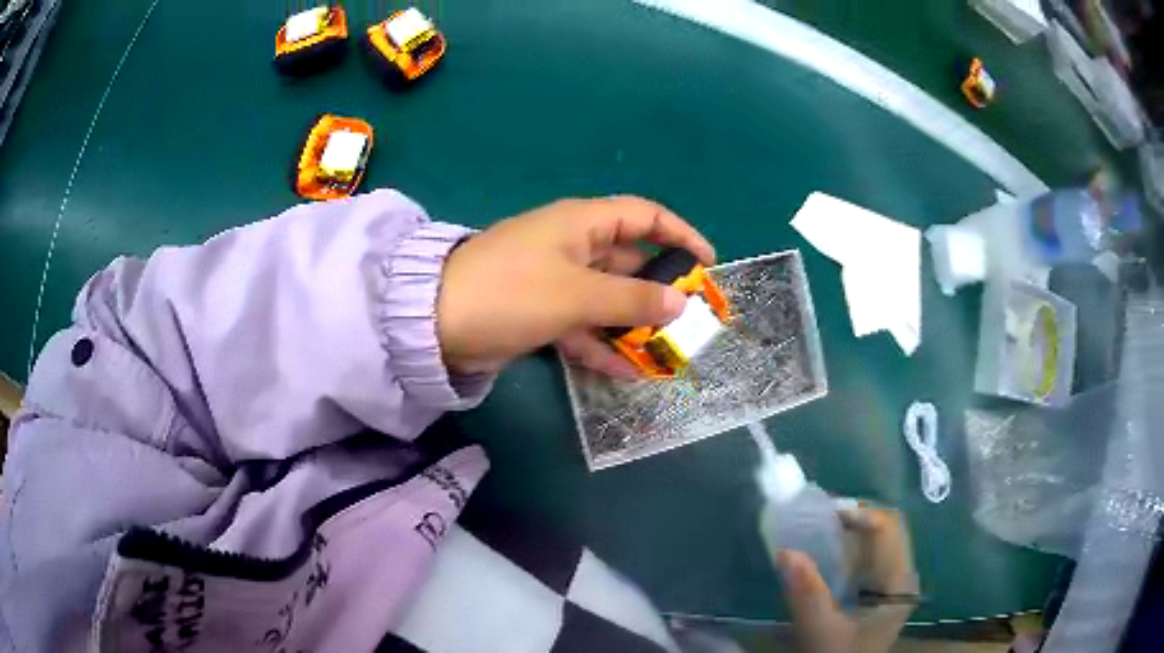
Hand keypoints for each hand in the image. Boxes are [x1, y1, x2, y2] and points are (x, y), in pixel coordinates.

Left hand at [436, 197, 714, 376]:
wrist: (435, 323)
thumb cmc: (510, 292)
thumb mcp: (576, 295)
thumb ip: (631, 300)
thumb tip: (680, 303)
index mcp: (582, 224)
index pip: (644, 216)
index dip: (679, 234)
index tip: (707, 263)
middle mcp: (573, 246)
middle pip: (630, 261)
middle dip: (660, 289)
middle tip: (690, 320)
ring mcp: (556, 280)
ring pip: (608, 298)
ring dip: (634, 323)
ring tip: (666, 352)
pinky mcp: (540, 310)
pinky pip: (583, 323)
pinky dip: (603, 343)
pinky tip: (628, 371)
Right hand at [777, 508, 916, 652]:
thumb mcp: (821, 631)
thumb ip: (807, 594)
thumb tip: (786, 552)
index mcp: (900, 581)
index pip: (888, 527)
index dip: (858, 514)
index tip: (821, 514)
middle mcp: (903, 575)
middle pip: (885, 529)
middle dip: (852, 518)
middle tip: (815, 518)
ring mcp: (894, 583)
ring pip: (878, 541)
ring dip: (849, 532)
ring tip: (816, 530)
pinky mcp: (881, 592)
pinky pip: (870, 557)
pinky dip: (848, 549)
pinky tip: (825, 555)